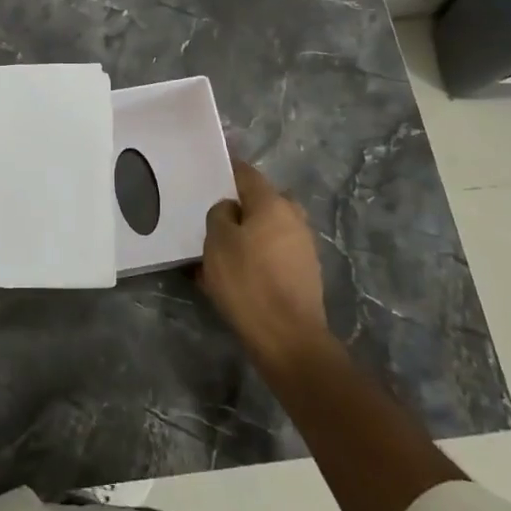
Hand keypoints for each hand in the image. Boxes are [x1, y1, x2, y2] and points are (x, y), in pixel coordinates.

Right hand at [198, 159, 333, 371]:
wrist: (288, 338)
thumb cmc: (248, 282)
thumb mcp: (217, 242)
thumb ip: (220, 215)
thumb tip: (231, 210)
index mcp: (272, 203)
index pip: (246, 173)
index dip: (225, 171)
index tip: (206, 175)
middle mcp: (293, 217)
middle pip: (261, 201)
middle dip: (239, 206)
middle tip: (213, 219)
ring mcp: (303, 246)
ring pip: (268, 229)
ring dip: (248, 234)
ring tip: (220, 252)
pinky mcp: (304, 273)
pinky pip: (274, 253)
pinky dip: (257, 257)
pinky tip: (237, 276)